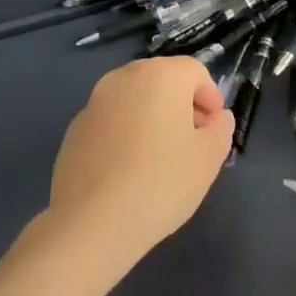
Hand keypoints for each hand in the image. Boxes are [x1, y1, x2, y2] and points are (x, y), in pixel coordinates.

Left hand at [48, 57, 234, 264]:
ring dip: (151, 118)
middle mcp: (124, 77)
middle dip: (181, 105)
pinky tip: (127, 171)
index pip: (195, 72)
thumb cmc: (161, 183)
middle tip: (191, 142)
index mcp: (161, 75)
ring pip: (134, 100)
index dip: (211, 98)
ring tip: (159, 158)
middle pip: (162, 80)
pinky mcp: (74, 129)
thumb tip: (215, 117)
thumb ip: (220, 128)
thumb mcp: (209, 157)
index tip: (214, 130)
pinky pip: (111, 121)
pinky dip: (124, 134)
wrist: (92, 223)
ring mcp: (94, 102)